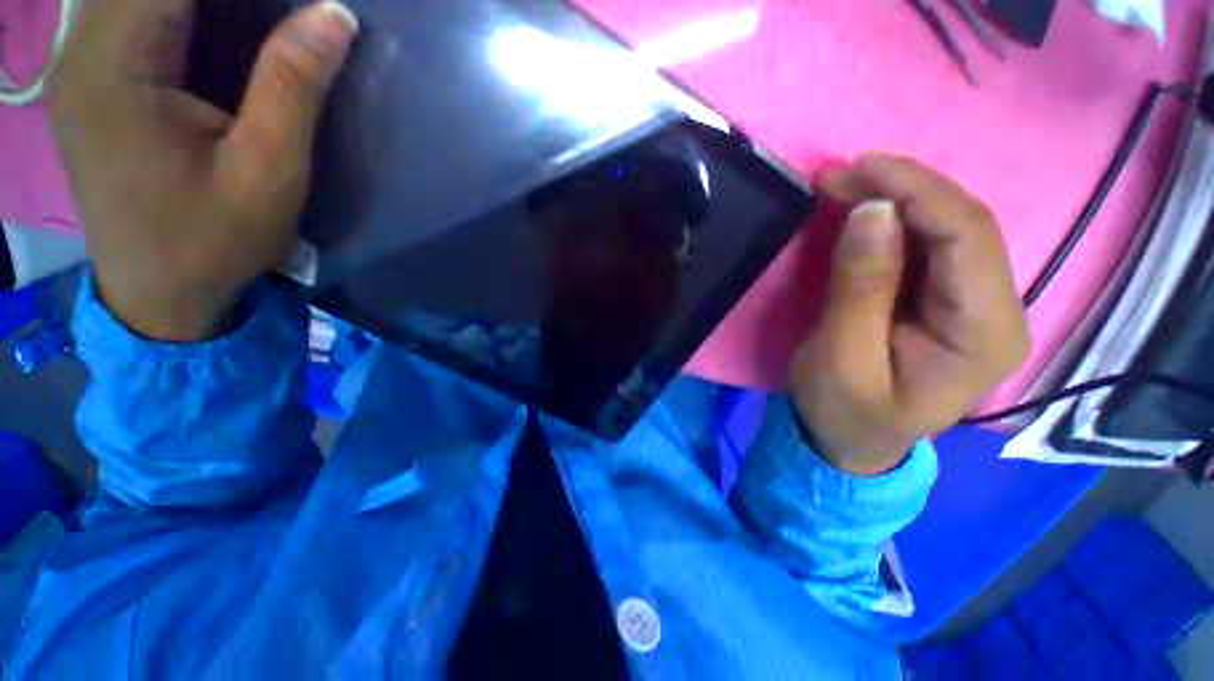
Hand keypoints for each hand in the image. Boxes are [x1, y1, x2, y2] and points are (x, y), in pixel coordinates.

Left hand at [51, 0, 357, 339]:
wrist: (162, 296)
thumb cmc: (216, 241)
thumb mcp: (267, 170)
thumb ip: (291, 84)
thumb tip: (335, 13)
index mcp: (113, 70)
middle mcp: (81, 55)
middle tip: (281, 9)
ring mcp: (79, 69)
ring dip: (198, 2)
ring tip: (257, 16)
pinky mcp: (91, 85)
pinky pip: (128, 16)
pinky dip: (175, 11)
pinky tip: (211, 23)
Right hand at [792, 154, 1029, 474]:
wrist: (851, 440)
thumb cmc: (844, 410)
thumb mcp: (841, 356)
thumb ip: (861, 287)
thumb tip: (871, 212)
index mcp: (984, 333)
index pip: (968, 236)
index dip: (916, 191)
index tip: (856, 169)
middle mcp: (997, 309)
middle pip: (965, 224)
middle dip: (903, 188)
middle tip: (839, 174)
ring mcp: (976, 302)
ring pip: (949, 227)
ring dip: (897, 198)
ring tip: (844, 185)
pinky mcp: (948, 300)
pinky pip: (930, 244)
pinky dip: (893, 220)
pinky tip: (862, 212)